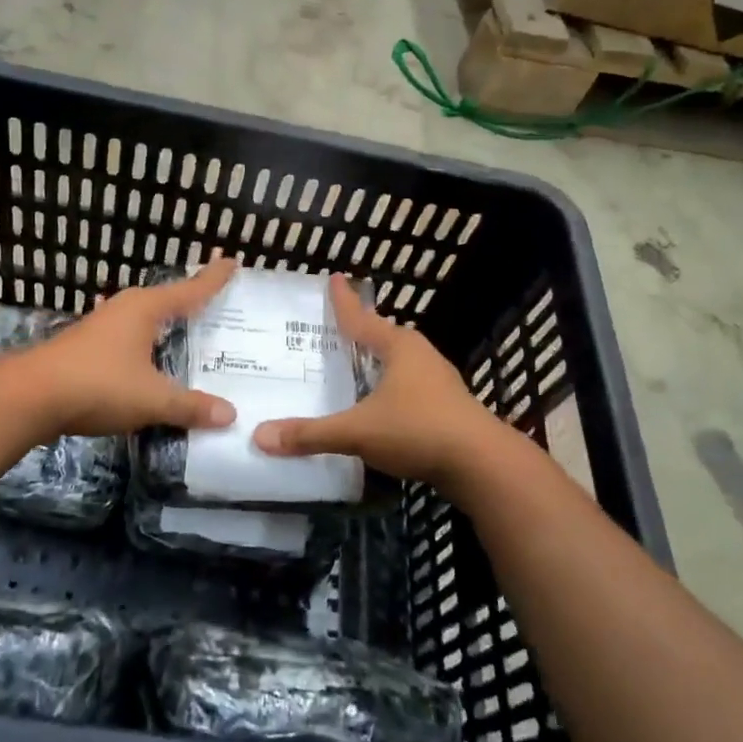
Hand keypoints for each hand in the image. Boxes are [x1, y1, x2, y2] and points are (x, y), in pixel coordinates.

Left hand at [17, 258, 238, 439]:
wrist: (28, 397)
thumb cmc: (98, 385)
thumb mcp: (152, 399)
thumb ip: (190, 406)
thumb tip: (230, 415)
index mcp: (144, 309)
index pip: (189, 290)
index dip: (212, 278)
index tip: (231, 261)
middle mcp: (123, 310)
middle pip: (164, 300)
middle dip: (189, 300)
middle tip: (215, 302)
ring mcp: (100, 328)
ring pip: (142, 321)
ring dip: (163, 325)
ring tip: (186, 332)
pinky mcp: (85, 349)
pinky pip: (127, 341)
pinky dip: (145, 347)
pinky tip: (148, 362)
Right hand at [252, 273, 500, 488]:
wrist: (482, 464)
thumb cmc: (418, 430)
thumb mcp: (358, 432)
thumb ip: (311, 435)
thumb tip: (260, 437)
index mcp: (399, 347)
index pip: (361, 318)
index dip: (343, 301)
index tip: (334, 278)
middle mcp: (420, 355)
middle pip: (383, 337)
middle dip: (360, 333)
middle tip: (334, 331)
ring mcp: (438, 380)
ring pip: (399, 363)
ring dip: (376, 364)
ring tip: (353, 367)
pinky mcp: (448, 406)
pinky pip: (409, 387)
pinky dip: (389, 389)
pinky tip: (379, 405)